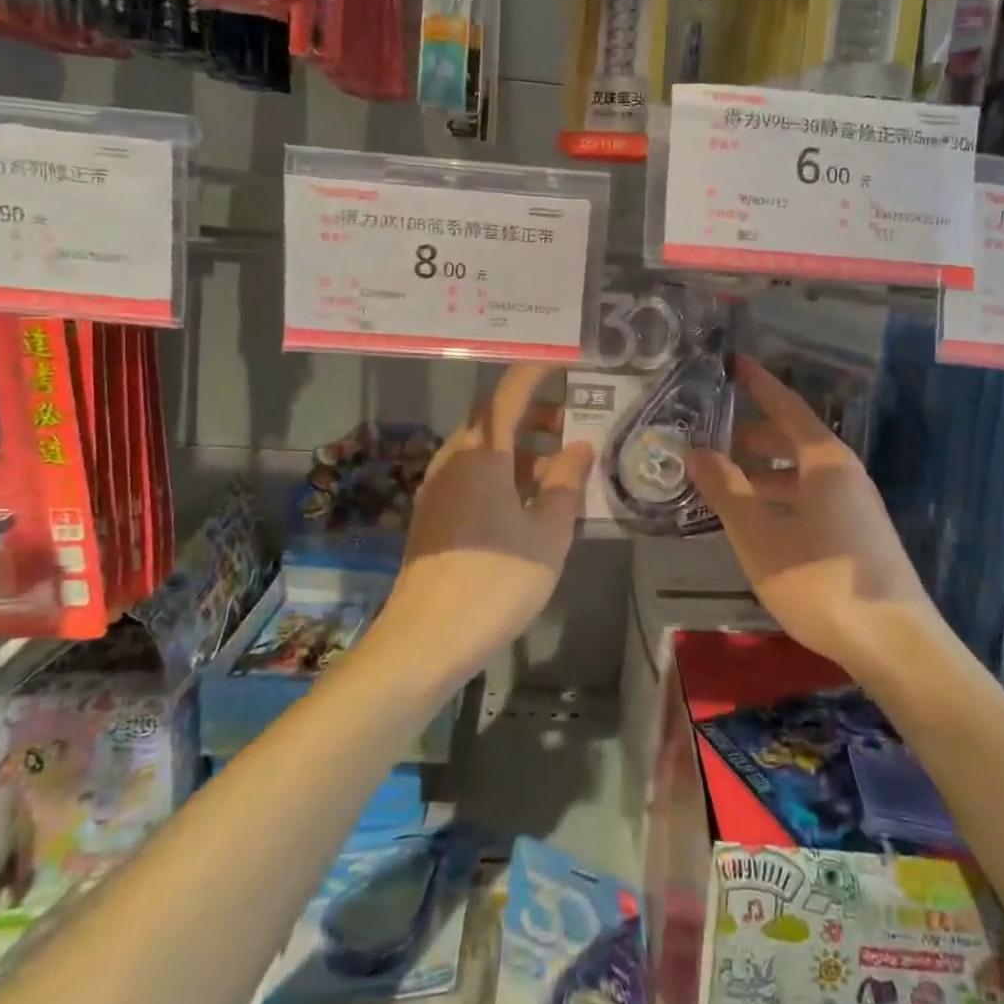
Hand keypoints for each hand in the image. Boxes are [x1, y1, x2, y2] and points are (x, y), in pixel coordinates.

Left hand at [373, 364, 593, 687]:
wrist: (424, 642)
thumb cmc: (495, 581)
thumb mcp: (547, 534)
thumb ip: (565, 484)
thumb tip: (579, 447)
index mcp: (481, 455)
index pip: (509, 395)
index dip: (536, 373)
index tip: (563, 361)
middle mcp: (454, 461)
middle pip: (494, 420)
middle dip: (533, 414)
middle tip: (572, 422)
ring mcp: (438, 489)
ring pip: (484, 450)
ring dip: (521, 448)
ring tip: (559, 470)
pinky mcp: (434, 517)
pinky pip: (473, 476)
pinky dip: (503, 473)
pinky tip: (529, 503)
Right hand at [687, 356, 943, 683]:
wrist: (895, 644)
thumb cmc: (820, 582)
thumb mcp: (760, 536)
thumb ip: (727, 491)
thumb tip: (696, 451)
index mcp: (824, 461)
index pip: (788, 407)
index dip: (760, 384)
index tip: (735, 363)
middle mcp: (845, 473)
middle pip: (795, 439)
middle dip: (755, 434)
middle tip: (715, 435)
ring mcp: (856, 505)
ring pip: (803, 472)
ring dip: (766, 470)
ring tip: (728, 480)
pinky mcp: (858, 534)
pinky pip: (812, 496)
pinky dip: (782, 495)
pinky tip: (761, 519)